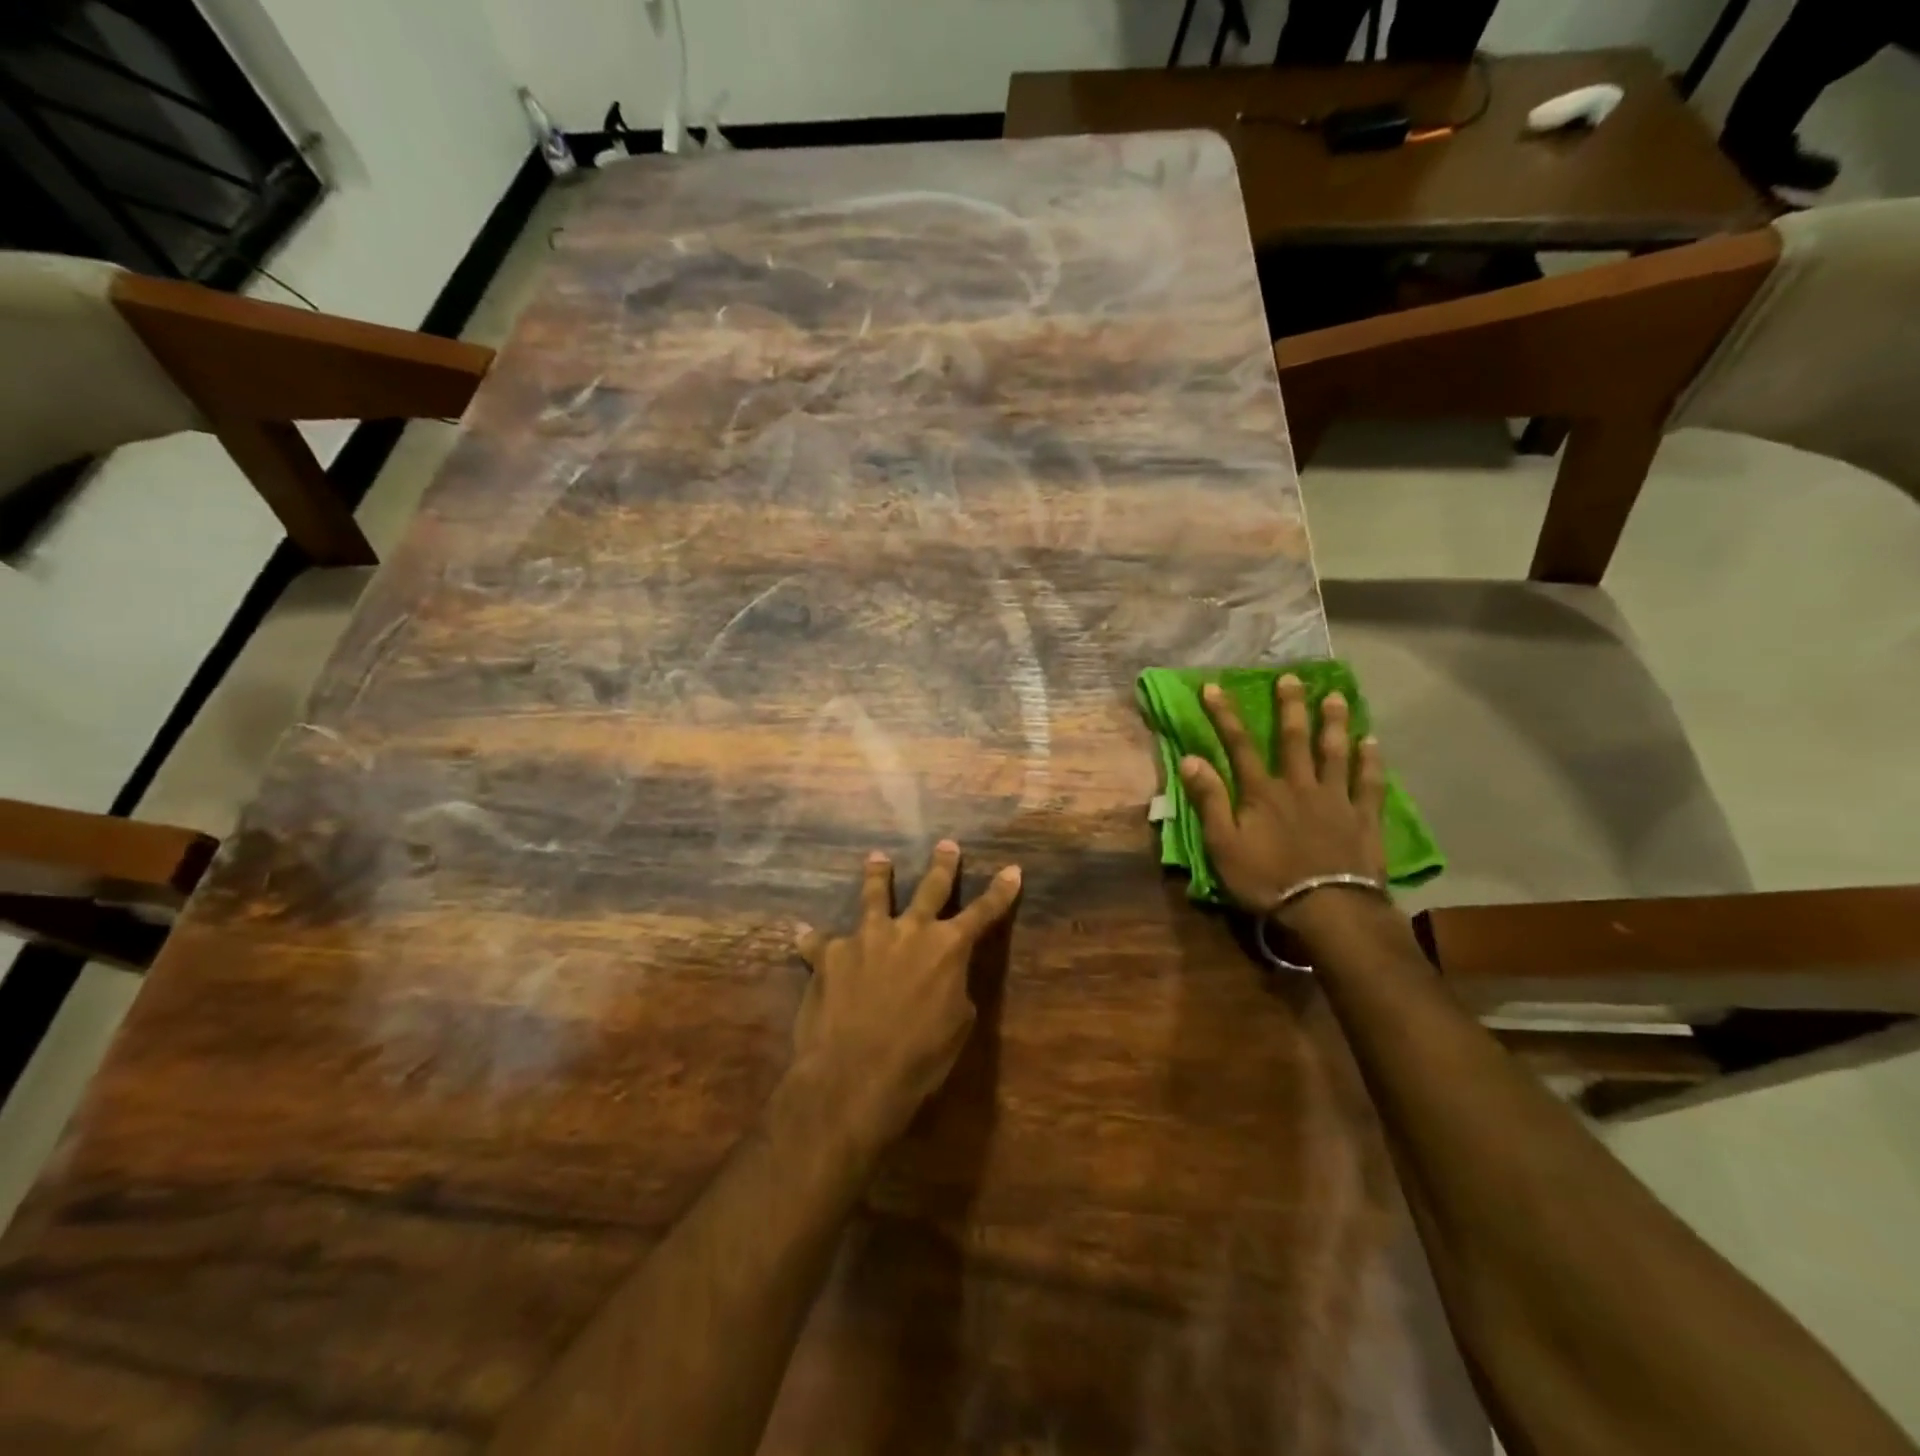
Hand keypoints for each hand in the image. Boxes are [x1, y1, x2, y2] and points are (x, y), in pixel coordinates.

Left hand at [794, 841, 1021, 1145]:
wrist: (854, 1074)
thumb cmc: (919, 1058)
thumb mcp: (957, 1026)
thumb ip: (953, 989)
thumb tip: (943, 978)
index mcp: (947, 948)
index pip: (983, 913)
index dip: (1000, 892)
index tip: (1012, 869)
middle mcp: (909, 931)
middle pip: (930, 889)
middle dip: (941, 866)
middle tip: (945, 844)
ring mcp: (866, 938)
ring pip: (874, 897)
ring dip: (878, 875)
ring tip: (877, 858)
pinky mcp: (830, 954)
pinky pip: (819, 942)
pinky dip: (813, 940)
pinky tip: (801, 934)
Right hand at [1179, 675, 1387, 923]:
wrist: (1328, 909)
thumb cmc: (1267, 879)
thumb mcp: (1224, 845)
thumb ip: (1210, 801)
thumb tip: (1190, 759)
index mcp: (1262, 792)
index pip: (1239, 745)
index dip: (1224, 715)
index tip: (1214, 687)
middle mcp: (1299, 785)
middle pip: (1293, 739)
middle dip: (1289, 706)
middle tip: (1291, 677)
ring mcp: (1335, 799)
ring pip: (1334, 753)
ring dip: (1333, 723)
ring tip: (1335, 697)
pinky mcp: (1363, 818)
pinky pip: (1369, 783)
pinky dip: (1371, 761)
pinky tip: (1372, 742)